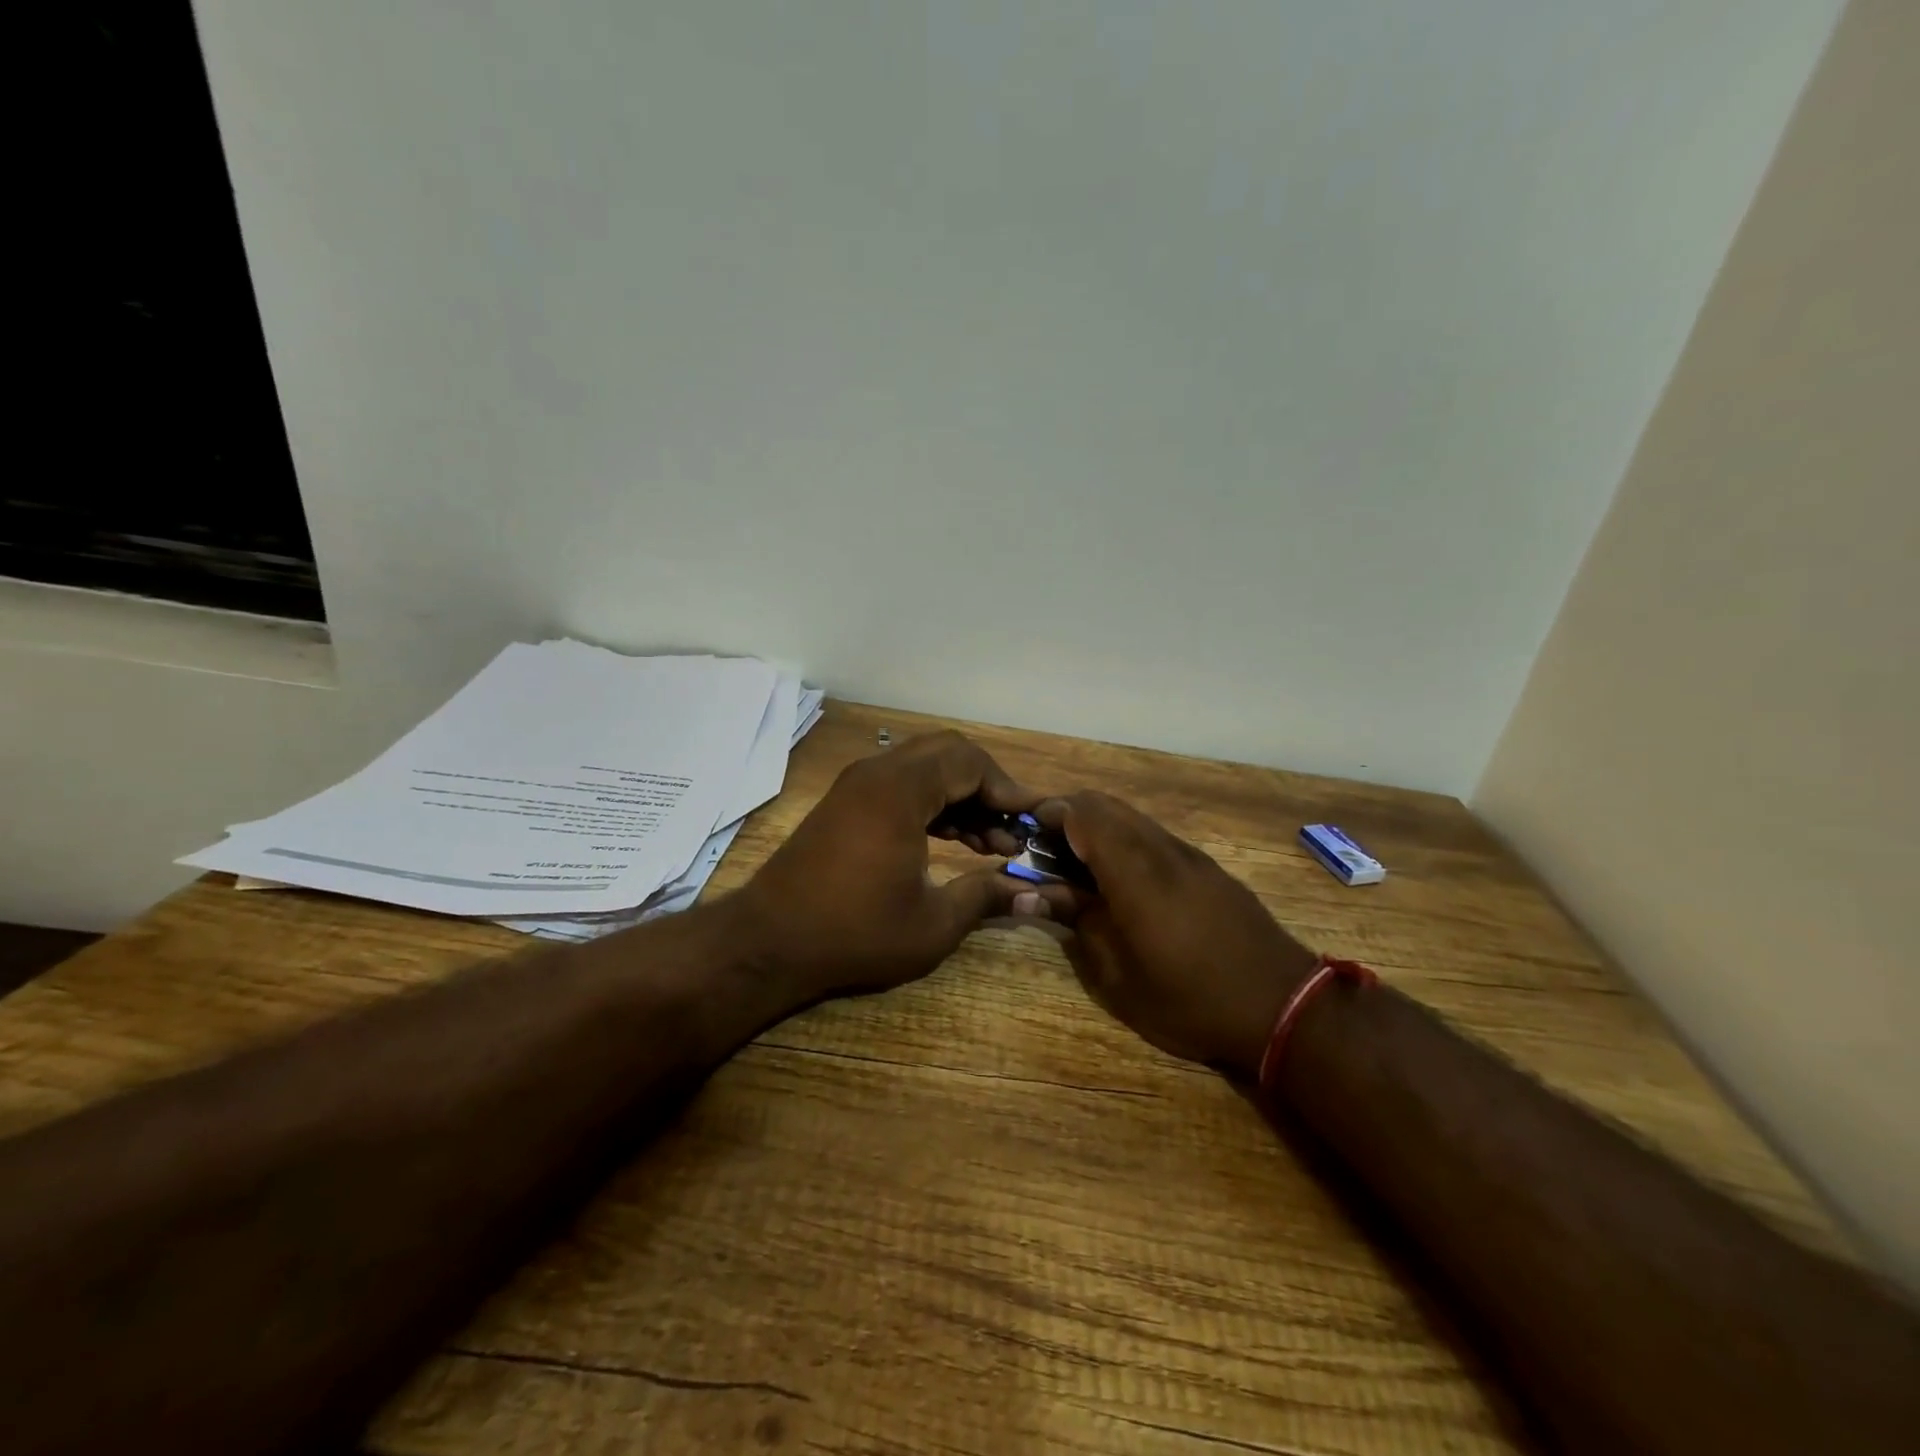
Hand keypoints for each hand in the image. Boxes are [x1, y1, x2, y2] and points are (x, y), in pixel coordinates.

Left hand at [734, 731, 1039, 999]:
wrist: (769, 941)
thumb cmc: (855, 933)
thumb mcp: (932, 924)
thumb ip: (986, 897)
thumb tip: (1032, 893)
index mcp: (900, 791)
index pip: (971, 763)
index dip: (1010, 789)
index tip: (1036, 819)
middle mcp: (878, 773)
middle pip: (949, 754)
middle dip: (989, 786)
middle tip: (1014, 827)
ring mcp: (858, 784)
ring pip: (926, 768)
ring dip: (962, 796)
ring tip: (994, 843)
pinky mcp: (848, 802)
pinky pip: (903, 785)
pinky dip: (934, 803)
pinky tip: (957, 840)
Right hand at [1026, 792, 1319, 1079]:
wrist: (1284, 1008)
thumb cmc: (1189, 1000)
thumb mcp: (1118, 976)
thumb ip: (1077, 921)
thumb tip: (1035, 892)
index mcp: (1134, 871)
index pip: (1082, 814)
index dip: (1049, 814)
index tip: (1025, 834)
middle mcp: (1161, 849)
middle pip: (1106, 805)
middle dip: (1069, 815)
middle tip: (1045, 849)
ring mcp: (1189, 855)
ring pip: (1132, 818)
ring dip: (1098, 827)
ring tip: (1078, 865)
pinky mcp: (1208, 868)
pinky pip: (1155, 836)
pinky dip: (1126, 841)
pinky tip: (1122, 879)